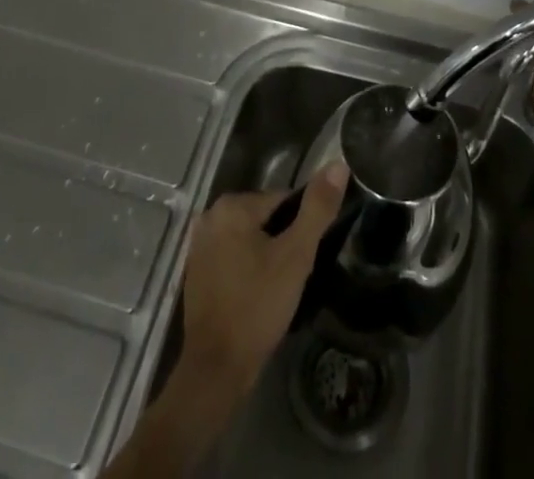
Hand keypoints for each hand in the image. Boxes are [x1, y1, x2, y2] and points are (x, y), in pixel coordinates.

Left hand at [104, 164, 349, 477]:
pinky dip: (247, 270)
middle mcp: (210, 216)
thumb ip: (317, 209)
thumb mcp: (296, 256)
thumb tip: (338, 164)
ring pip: (249, 239)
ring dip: (266, 256)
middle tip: (294, 275)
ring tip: (279, 289)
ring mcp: (199, 245)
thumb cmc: (258, 306)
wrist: (217, 369)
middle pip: (264, 218)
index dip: (300, 226)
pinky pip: (233, 258)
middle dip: (282, 241)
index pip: (282, 200)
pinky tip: (258, 296)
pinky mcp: (196, 273)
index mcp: (232, 205)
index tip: (307, 255)